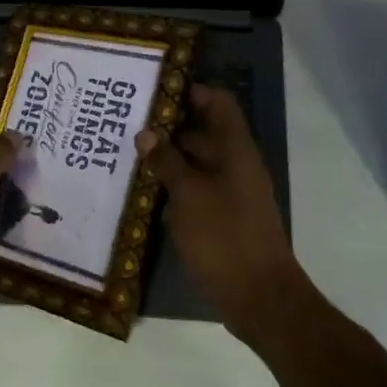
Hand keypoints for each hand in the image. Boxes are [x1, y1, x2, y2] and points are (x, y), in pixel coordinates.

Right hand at [135, 85, 305, 345]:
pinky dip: (173, 190)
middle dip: (168, 129)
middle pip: (203, 134)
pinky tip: (143, 195)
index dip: (191, 91)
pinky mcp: (222, 220)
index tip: (155, 89)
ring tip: (127, 157)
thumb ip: (167, 161)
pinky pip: (195, 193)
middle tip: (128, 125)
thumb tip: (146, 133)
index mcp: (236, 151)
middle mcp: (236, 167)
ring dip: (167, 161)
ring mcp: (231, 195)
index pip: (218, 104)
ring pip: (196, 166)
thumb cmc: (224, 236)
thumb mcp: (189, 195)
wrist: (259, 298)